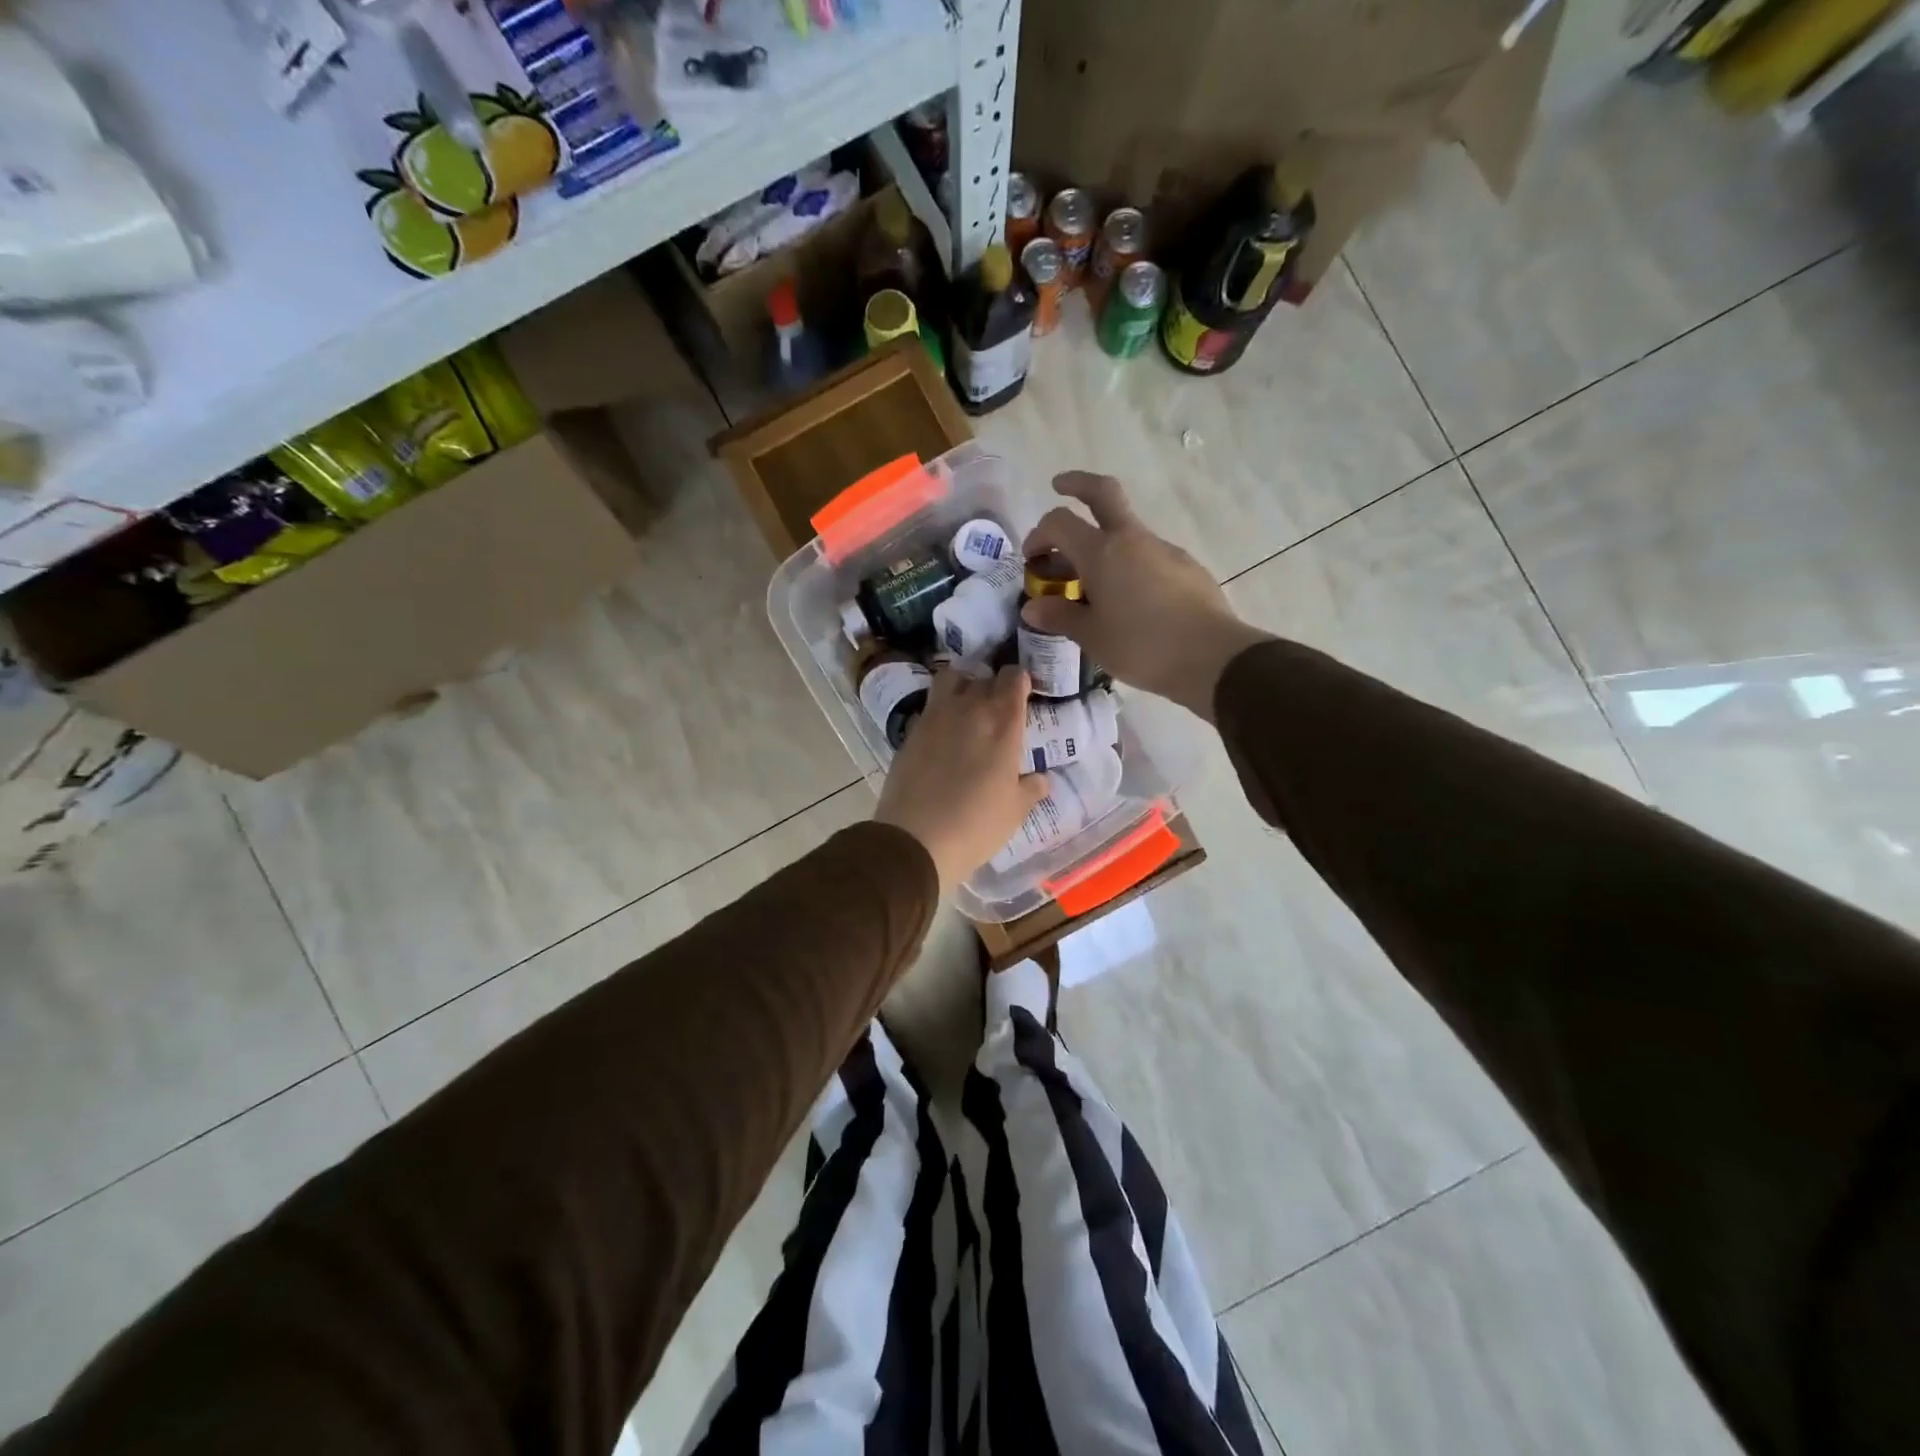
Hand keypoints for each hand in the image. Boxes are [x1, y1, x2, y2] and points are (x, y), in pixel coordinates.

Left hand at [873, 665, 1051, 895]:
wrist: (916, 840)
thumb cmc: (976, 826)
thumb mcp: (1015, 811)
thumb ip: (1031, 788)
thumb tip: (1040, 778)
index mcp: (1003, 724)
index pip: (1015, 678)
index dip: (1020, 681)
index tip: (1022, 694)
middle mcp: (970, 709)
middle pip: (985, 678)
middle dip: (994, 686)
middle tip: (997, 708)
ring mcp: (936, 716)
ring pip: (952, 678)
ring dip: (963, 685)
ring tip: (967, 707)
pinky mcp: (912, 730)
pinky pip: (930, 704)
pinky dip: (940, 708)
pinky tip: (944, 733)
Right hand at [1022, 472, 1271, 721]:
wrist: (1212, 657)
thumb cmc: (1141, 646)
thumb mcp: (1091, 636)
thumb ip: (1060, 616)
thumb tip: (1032, 608)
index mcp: (1102, 551)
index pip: (1060, 522)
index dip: (1038, 535)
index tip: (1032, 560)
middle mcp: (1132, 539)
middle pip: (1103, 492)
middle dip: (1077, 484)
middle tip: (1059, 486)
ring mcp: (1163, 549)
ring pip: (1127, 530)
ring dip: (1103, 541)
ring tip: (1093, 583)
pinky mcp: (1186, 567)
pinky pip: (1148, 556)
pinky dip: (1129, 564)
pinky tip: (1129, 600)